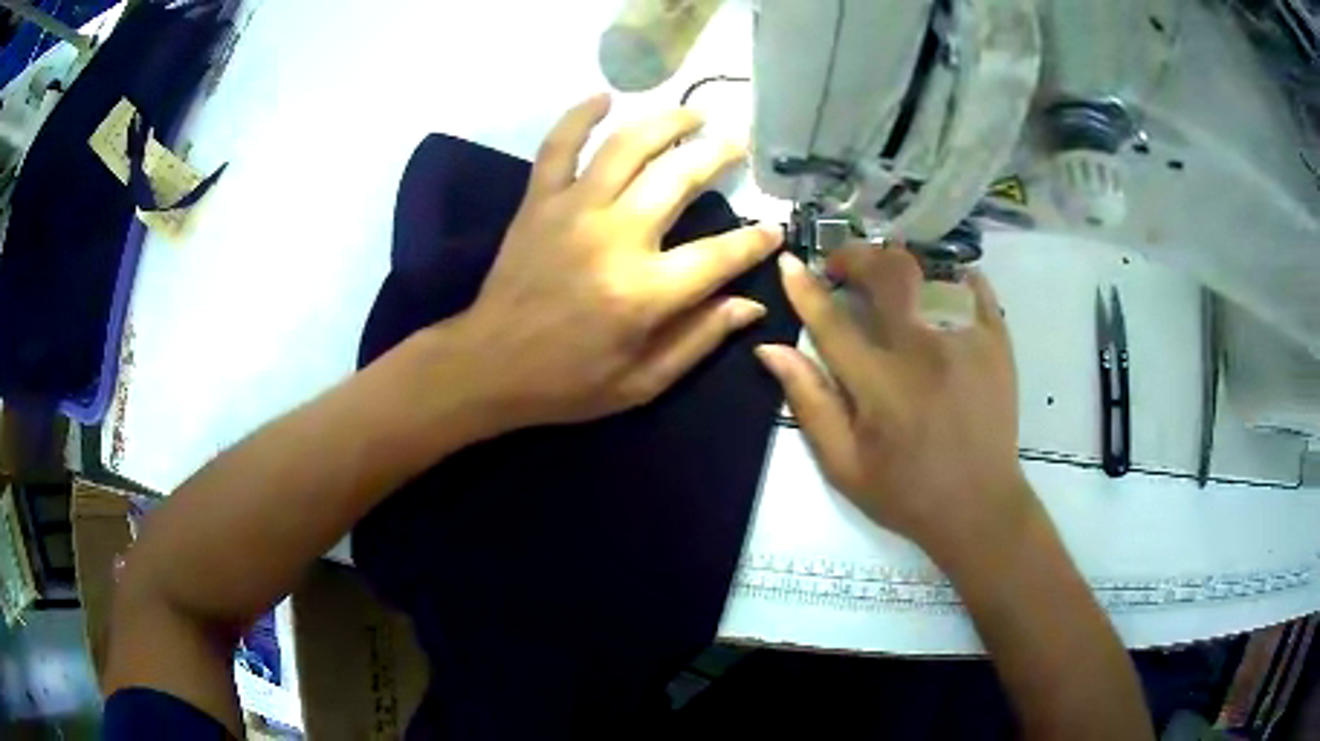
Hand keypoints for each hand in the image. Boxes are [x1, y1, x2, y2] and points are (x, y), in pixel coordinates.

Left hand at [433, 94, 781, 430]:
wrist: (488, 366)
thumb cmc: (567, 382)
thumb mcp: (642, 383)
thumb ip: (699, 339)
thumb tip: (750, 304)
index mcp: (644, 292)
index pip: (720, 254)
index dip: (755, 240)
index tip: (774, 229)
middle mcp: (614, 237)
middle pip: (679, 179)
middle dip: (717, 156)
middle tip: (738, 144)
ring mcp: (572, 211)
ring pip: (627, 147)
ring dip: (666, 122)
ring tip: (692, 114)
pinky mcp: (538, 202)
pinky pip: (558, 146)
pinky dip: (579, 116)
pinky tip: (604, 97)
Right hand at [755, 247, 1033, 565]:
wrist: (980, 507)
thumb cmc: (907, 493)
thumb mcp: (844, 465)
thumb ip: (809, 403)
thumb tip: (770, 350)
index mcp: (880, 385)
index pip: (832, 320)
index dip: (804, 288)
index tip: (788, 262)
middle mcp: (923, 350)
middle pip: (885, 273)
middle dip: (855, 256)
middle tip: (841, 268)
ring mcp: (966, 340)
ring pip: (928, 271)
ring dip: (898, 264)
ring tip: (888, 276)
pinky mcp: (997, 341)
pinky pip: (974, 287)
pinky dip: (952, 275)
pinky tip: (939, 283)